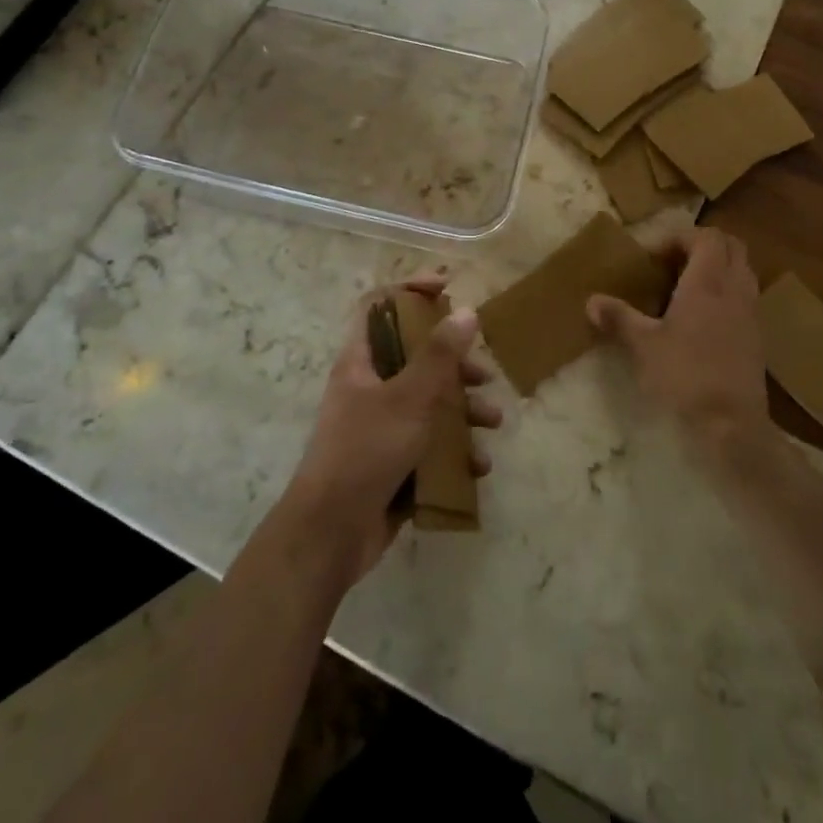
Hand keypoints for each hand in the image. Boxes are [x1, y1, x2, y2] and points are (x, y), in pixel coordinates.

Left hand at [280, 275, 501, 586]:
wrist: (330, 535)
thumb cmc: (365, 452)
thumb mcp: (408, 398)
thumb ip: (439, 355)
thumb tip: (467, 310)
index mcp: (362, 361)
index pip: (380, 306)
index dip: (410, 289)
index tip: (447, 287)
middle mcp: (370, 387)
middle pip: (415, 357)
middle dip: (454, 364)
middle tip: (483, 373)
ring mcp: (380, 426)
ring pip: (428, 403)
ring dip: (463, 410)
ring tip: (492, 423)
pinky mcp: (393, 462)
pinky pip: (429, 444)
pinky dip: (454, 451)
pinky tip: (477, 466)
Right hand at [587, 227, 766, 442]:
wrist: (732, 424)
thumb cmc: (685, 375)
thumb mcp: (643, 346)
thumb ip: (619, 318)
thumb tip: (591, 300)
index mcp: (708, 281)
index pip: (707, 236)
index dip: (680, 237)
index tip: (654, 257)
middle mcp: (735, 288)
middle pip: (732, 246)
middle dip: (703, 246)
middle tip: (673, 263)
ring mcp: (751, 311)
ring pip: (742, 270)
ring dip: (717, 268)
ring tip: (686, 287)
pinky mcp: (758, 335)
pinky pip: (745, 296)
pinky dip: (726, 292)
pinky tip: (702, 318)